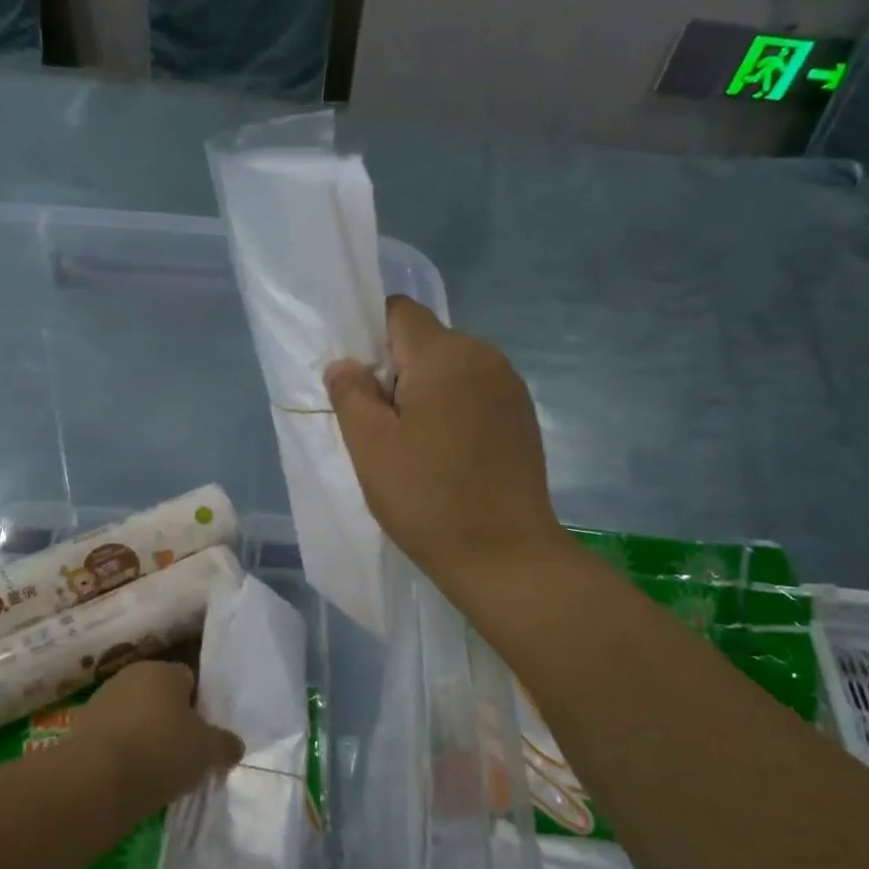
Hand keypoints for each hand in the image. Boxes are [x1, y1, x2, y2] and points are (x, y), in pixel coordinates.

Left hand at [71, 661, 243, 805]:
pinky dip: (121, 755)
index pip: (190, 680)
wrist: (94, 781)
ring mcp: (101, 702)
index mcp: (163, 670)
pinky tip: (130, 779)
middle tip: (183, 756)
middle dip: (171, 723)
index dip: (200, 708)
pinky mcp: (80, 730)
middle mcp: (130, 676)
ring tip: (155, 774)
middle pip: (160, 698)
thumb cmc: (160, 751)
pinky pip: (113, 740)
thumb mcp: (208, 751)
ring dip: (144, 739)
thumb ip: (225, 745)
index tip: (204, 738)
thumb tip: (233, 746)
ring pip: (134, 719)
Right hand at [326, 296, 566, 586]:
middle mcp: (485, 357)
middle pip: (426, 343)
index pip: (399, 313)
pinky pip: (475, 396)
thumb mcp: (371, 447)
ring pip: (451, 371)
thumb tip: (345, 364)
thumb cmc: (428, 498)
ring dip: (425, 396)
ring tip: (415, 448)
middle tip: (380, 428)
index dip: (369, 339)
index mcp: (446, 355)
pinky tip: (447, 458)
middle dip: (396, 373)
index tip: (358, 386)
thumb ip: (351, 394)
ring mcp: (510, 388)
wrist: (505, 556)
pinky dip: (453, 413)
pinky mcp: (523, 418)